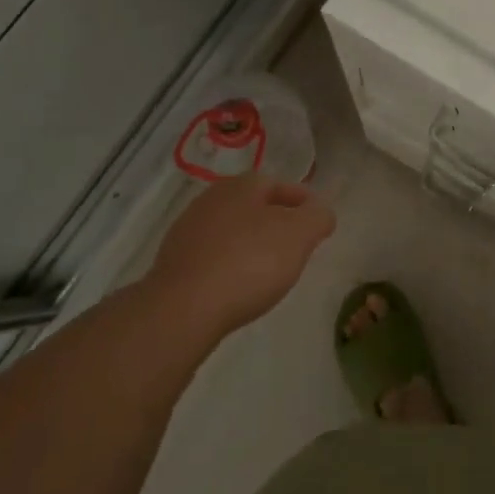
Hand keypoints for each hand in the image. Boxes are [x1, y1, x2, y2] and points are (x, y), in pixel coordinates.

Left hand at [147, 175, 336, 338]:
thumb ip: (317, 216)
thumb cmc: (249, 262)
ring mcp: (188, 231)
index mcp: (242, 185)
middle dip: (277, 223)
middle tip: (297, 247)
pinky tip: (238, 286)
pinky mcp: (173, 263)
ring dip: (252, 244)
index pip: (281, 184)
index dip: (303, 202)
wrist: (182, 309)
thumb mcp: (299, 235)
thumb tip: (320, 211)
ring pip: (232, 231)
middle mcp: (212, 199)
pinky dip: (230, 266)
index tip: (318, 224)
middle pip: (254, 206)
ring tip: (269, 271)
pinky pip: (213, 257)